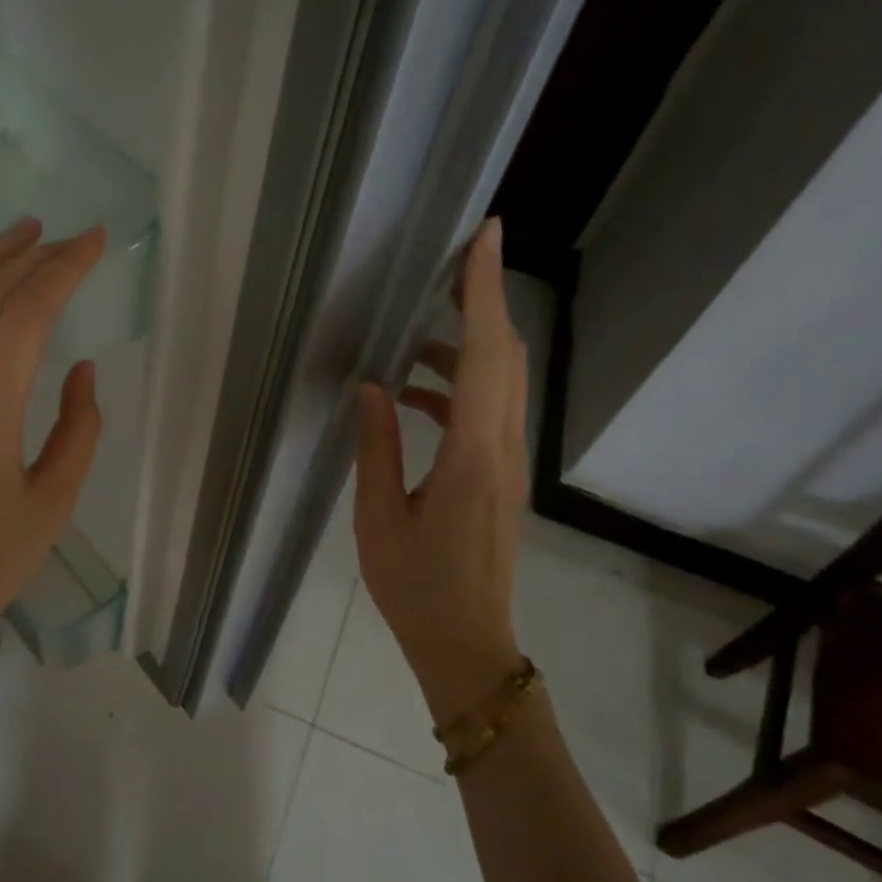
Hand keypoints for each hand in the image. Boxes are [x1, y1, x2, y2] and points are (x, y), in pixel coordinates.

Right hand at [353, 218, 526, 725]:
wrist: (467, 645)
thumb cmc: (416, 587)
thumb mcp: (379, 517)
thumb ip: (377, 447)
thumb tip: (372, 388)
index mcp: (474, 455)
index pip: (488, 354)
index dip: (483, 291)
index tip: (484, 236)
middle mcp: (504, 449)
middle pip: (506, 357)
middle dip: (481, 302)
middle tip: (447, 265)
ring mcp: (509, 464)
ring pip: (501, 383)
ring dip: (465, 347)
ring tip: (411, 337)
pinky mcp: (502, 478)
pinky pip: (489, 413)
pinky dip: (458, 387)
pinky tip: (413, 397)